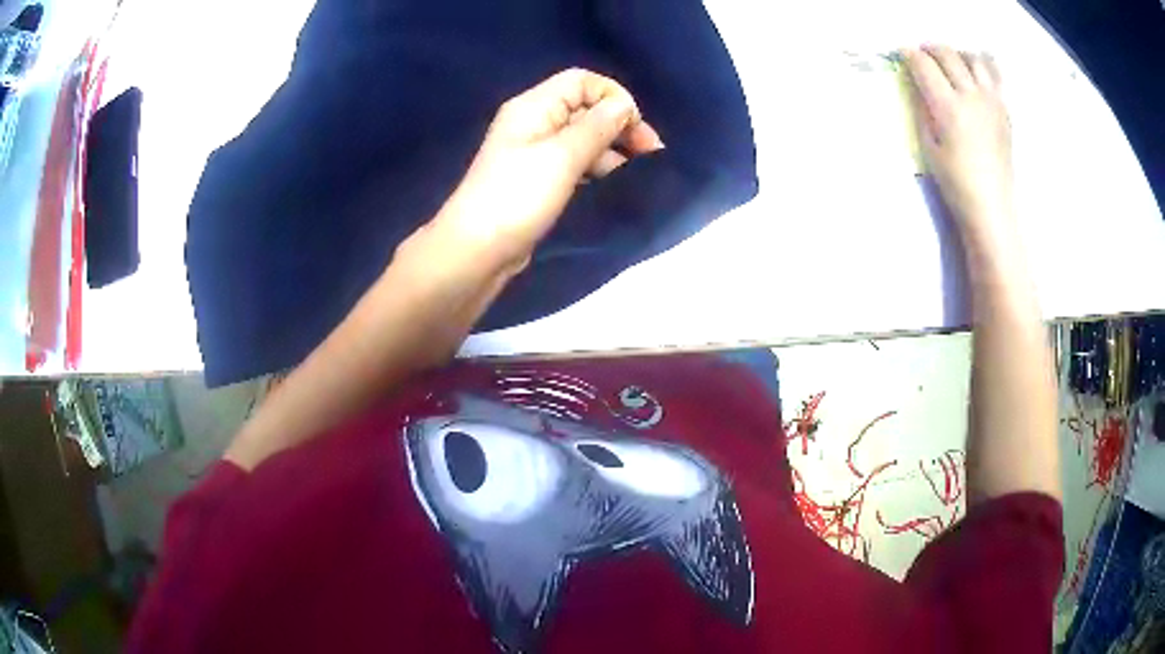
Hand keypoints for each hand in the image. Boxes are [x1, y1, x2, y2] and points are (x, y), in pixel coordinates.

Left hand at [430, 68, 663, 272]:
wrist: (476, 251)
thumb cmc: (518, 197)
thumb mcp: (562, 156)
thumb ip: (597, 126)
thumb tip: (624, 105)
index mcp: (534, 106)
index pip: (582, 82)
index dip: (614, 97)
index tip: (637, 128)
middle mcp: (534, 122)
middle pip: (585, 109)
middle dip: (620, 125)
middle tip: (651, 155)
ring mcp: (534, 152)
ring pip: (582, 138)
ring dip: (612, 149)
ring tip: (639, 173)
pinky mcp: (537, 179)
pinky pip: (573, 163)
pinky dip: (596, 167)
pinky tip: (614, 183)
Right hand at [903, 46, 1012, 236]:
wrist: (991, 205)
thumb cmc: (955, 182)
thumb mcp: (928, 146)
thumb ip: (922, 110)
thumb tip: (918, 85)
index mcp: (948, 107)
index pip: (924, 65)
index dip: (910, 55)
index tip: (903, 54)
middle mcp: (971, 96)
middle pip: (948, 54)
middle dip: (931, 48)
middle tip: (923, 53)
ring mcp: (991, 101)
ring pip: (973, 58)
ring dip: (958, 53)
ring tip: (951, 61)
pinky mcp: (1004, 109)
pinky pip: (996, 75)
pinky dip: (984, 64)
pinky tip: (976, 69)